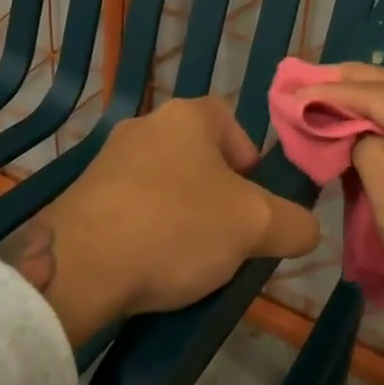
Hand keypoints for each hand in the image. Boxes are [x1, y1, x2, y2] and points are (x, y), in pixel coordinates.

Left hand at [0, 97, 320, 345]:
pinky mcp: (82, 197)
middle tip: (230, 237)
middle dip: (220, 195)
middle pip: (199, 156)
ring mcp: (107, 160)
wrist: (78, 267)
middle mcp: (144, 126)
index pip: (231, 121)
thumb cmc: (176, 227)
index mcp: (186, 117)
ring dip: (184, 215)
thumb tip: (305, 229)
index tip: (254, 202)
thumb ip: (295, 223)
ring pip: (165, 184)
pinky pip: (132, 208)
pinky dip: (148, 231)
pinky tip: (151, 266)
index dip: (251, 159)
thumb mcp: (256, 226)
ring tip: (191, 260)